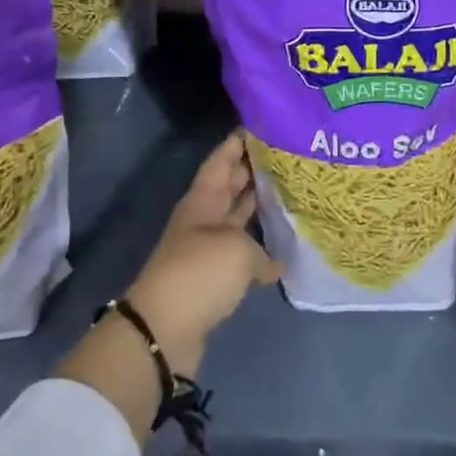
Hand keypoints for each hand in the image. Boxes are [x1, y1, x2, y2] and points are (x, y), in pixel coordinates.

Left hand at [127, 131, 280, 376]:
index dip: (239, 141)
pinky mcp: (214, 278)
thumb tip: (274, 262)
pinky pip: (242, 253)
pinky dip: (261, 251)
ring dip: (260, 207)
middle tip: (289, 156)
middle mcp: (204, 218)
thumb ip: (260, 248)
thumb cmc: (199, 273)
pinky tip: (286, 252)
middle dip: (255, 170)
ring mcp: (208, 248)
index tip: (264, 125)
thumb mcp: (236, 249)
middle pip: (230, 186)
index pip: (222, 159)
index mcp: (203, 199)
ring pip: (237, 218)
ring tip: (292, 193)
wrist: (164, 331)